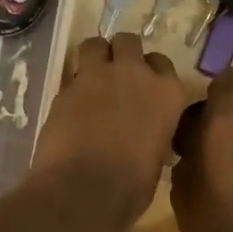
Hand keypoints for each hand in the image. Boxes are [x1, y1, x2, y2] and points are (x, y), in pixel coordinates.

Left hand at [32, 33, 184, 219]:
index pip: (161, 63)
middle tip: (116, 76)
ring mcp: (97, 76)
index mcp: (166, 92)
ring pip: (95, 44)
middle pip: (128, 42)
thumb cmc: (131, 185)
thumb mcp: (156, 156)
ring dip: (95, 56)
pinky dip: (73, 85)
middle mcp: (135, 74)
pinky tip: (71, 105)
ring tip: (91, 78)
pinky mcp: (66, 87)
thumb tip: (147, 134)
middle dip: (121, 54)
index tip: (143, 87)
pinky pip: (72, 74)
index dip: (150, 72)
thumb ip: (154, 131)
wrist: (85, 190)